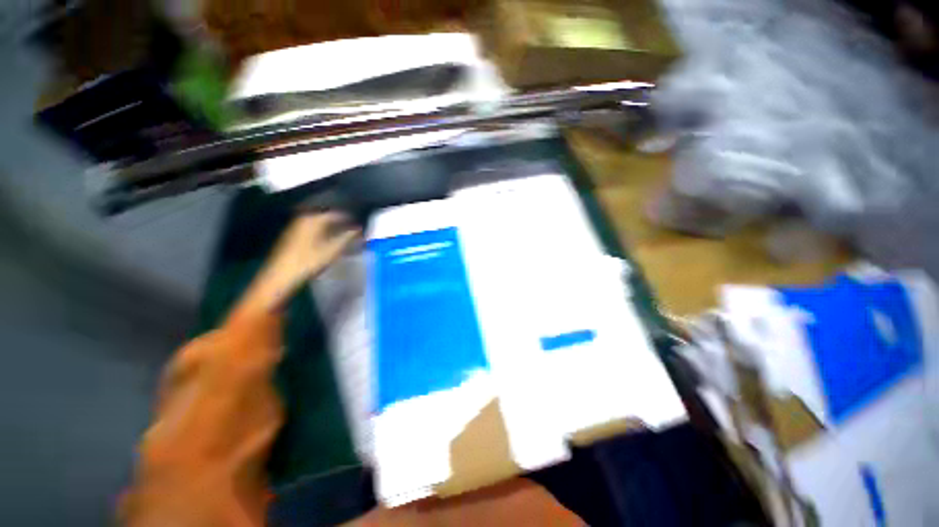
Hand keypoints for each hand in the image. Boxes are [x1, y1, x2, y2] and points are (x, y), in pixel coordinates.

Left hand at [267, 212, 359, 285]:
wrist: (280, 277)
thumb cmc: (308, 262)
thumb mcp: (332, 250)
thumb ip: (347, 237)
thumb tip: (359, 229)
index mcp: (313, 219)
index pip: (336, 213)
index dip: (349, 218)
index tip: (360, 225)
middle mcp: (303, 218)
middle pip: (326, 216)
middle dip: (340, 221)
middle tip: (353, 228)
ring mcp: (296, 227)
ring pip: (319, 222)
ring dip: (332, 226)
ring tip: (344, 234)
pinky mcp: (292, 236)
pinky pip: (312, 228)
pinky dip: (323, 231)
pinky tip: (328, 239)